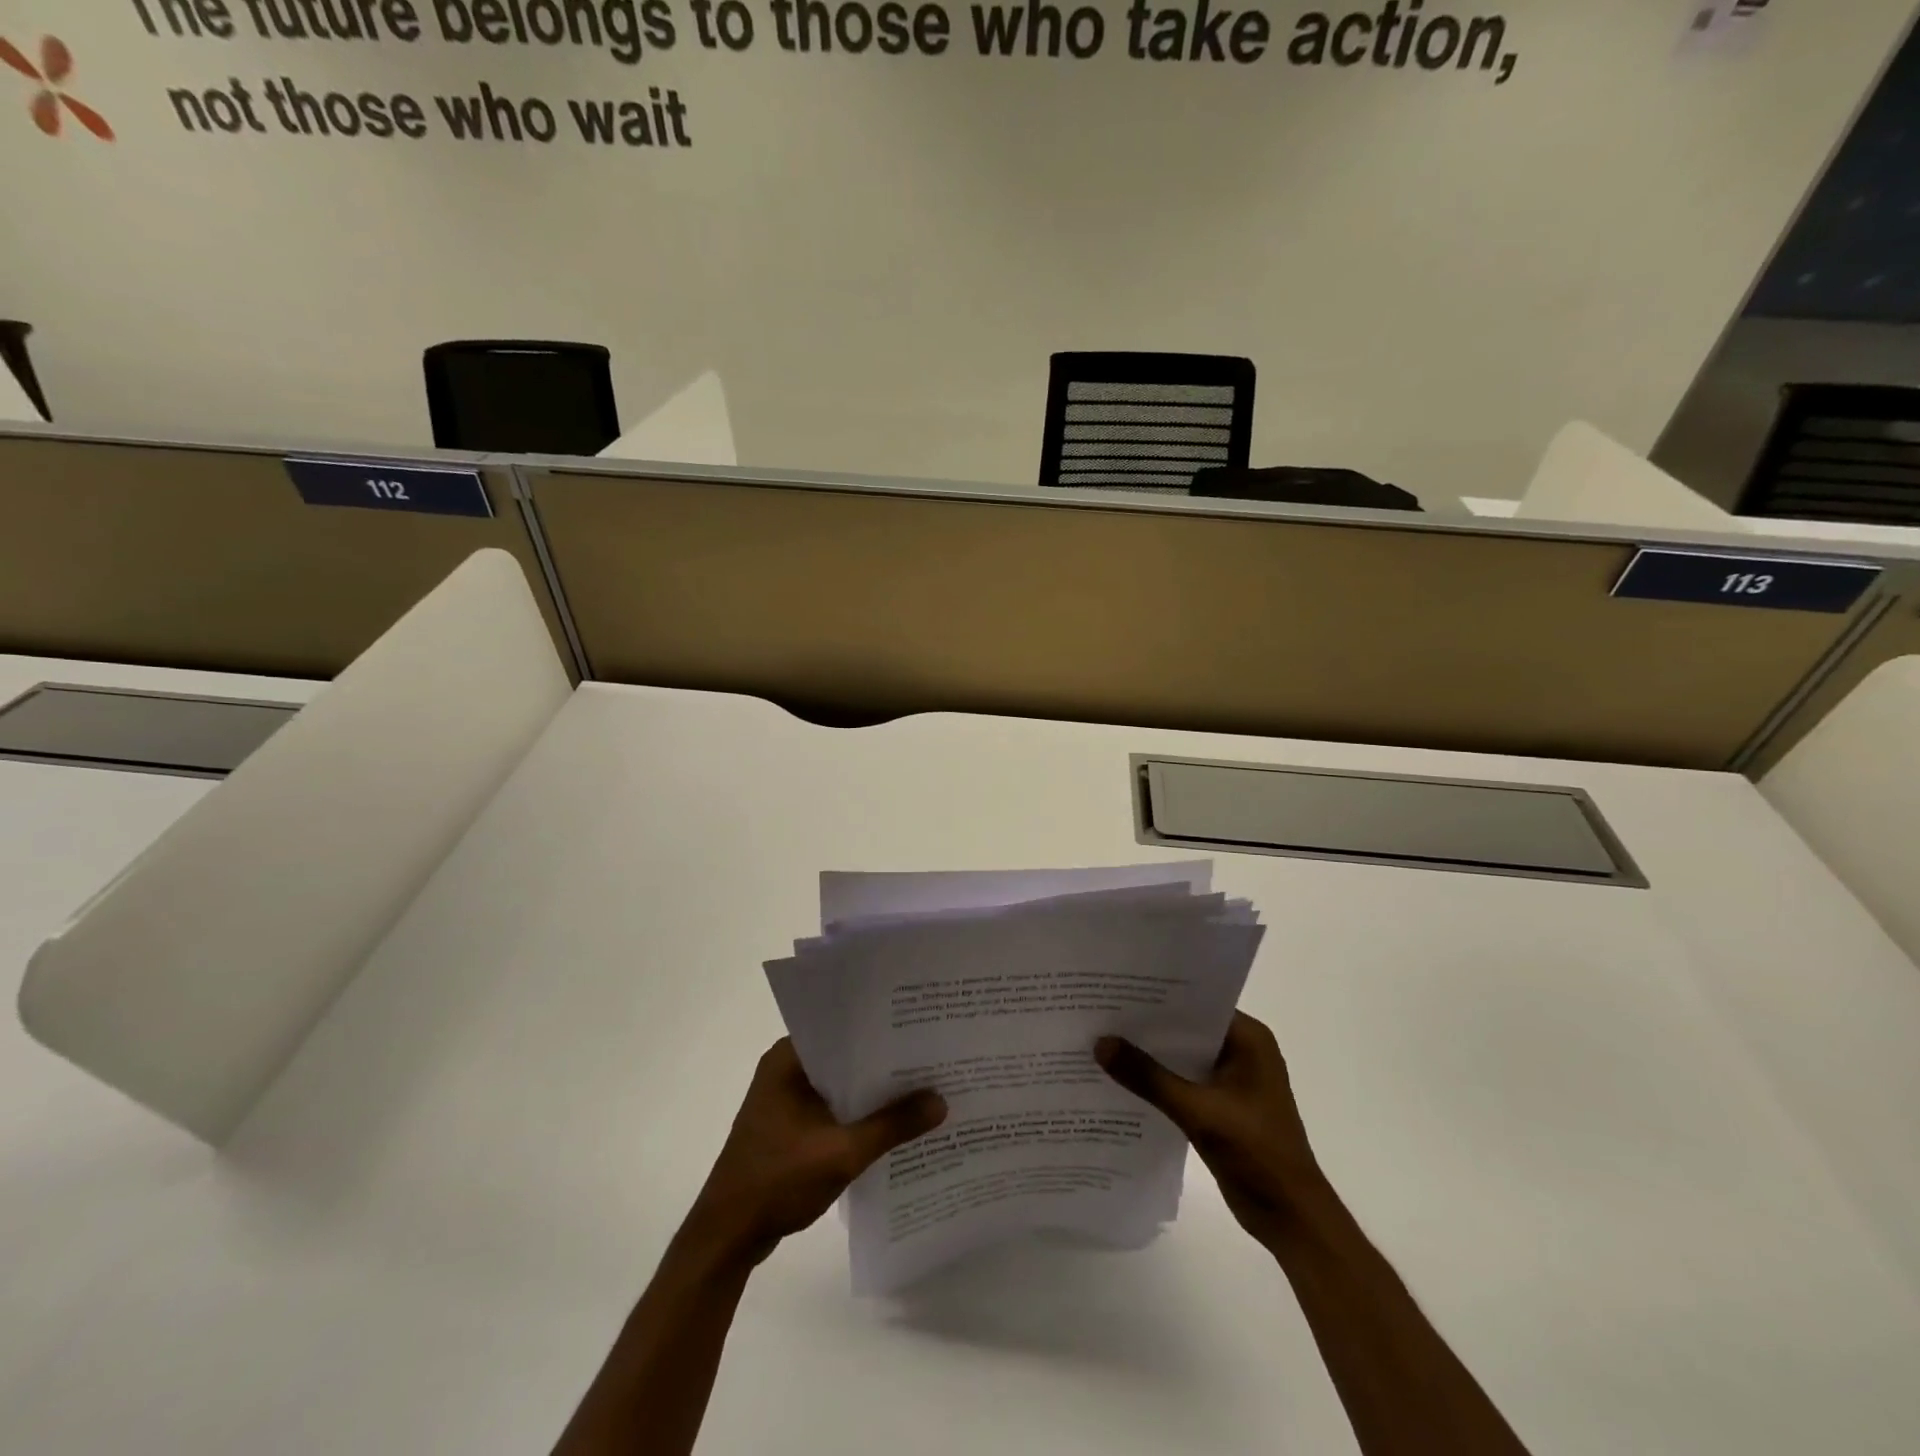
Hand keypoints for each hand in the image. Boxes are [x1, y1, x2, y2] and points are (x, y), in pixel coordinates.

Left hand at [684, 1038, 946, 1267]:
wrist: (726, 1238)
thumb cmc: (777, 1181)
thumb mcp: (842, 1153)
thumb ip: (892, 1125)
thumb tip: (941, 1101)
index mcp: (789, 1059)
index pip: (843, 1029)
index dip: (883, 1029)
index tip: (922, 1028)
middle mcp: (785, 1069)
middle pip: (845, 1057)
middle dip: (885, 1062)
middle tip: (932, 1057)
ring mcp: (785, 1099)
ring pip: (840, 1085)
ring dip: (872, 1092)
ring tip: (922, 1087)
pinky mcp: (788, 1126)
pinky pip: (832, 1108)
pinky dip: (857, 1114)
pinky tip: (891, 1124)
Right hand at [1097, 1011, 1325, 1248]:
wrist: (1291, 1218)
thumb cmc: (1256, 1153)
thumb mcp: (1198, 1111)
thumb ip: (1148, 1077)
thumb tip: (1100, 1043)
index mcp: (1249, 1038)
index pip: (1196, 1002)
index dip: (1157, 995)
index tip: (1116, 987)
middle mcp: (1241, 1050)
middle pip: (1186, 1028)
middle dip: (1147, 1024)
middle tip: (1100, 1010)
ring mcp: (1232, 1079)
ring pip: (1182, 1055)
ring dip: (1150, 1054)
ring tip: (1102, 1039)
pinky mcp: (1221, 1105)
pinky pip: (1183, 1081)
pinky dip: (1158, 1080)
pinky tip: (1122, 1079)